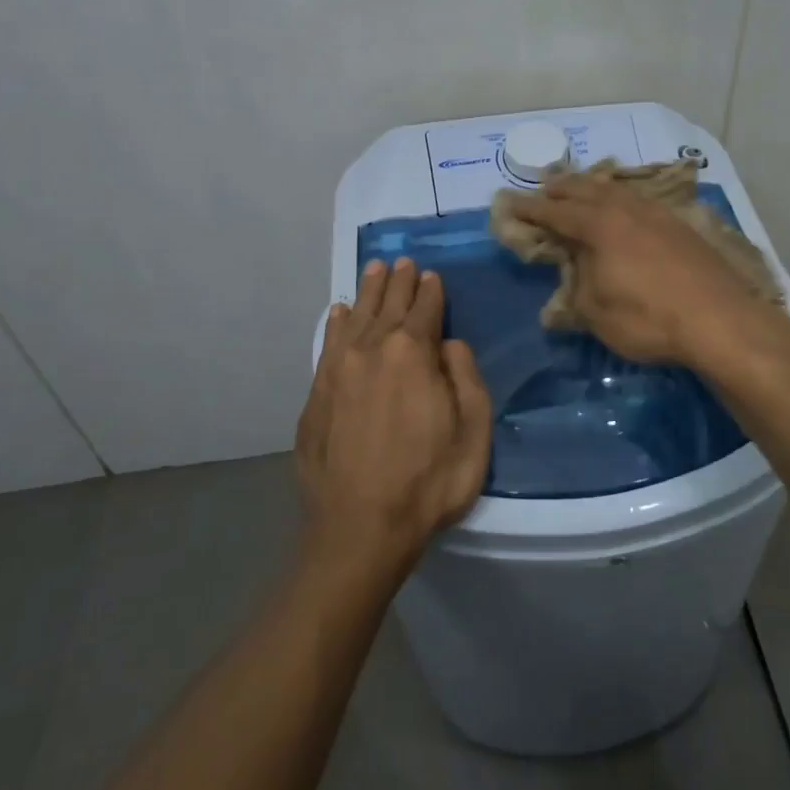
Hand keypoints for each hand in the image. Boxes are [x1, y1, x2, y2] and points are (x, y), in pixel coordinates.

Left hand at [295, 257, 491, 576]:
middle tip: (402, 262)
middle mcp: (372, 349)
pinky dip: (335, 324)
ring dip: (367, 292)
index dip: (431, 290)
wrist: (359, 528)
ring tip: (374, 270)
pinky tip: (338, 312)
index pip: (425, 308)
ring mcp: (338, 370)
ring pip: (354, 317)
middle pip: (387, 305)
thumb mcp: (473, 430)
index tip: (431, 275)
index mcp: (414, 352)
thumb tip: (448, 343)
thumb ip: (465, 377)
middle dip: (398, 282)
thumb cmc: (429, 481)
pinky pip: (328, 344)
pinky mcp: (316, 394)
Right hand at [506, 175, 786, 367]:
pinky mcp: (682, 227)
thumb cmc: (648, 318)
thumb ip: (577, 289)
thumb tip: (571, 278)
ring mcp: (658, 214)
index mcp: (599, 226)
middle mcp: (626, 210)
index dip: (529, 209)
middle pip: (586, 190)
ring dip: (594, 188)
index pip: (554, 212)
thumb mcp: (596, 313)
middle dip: (561, 188)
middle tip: (544, 186)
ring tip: (583, 187)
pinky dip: (623, 199)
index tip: (508, 203)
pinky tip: (628, 207)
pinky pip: (641, 201)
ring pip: (618, 191)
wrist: (719, 320)